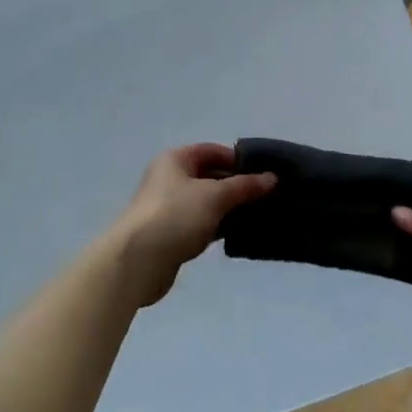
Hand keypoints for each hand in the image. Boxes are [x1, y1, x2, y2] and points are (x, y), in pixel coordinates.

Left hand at [109, 144, 275, 304]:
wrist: (138, 261)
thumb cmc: (176, 216)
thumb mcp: (215, 196)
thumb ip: (245, 186)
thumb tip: (272, 177)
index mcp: (175, 160)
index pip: (211, 151)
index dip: (238, 159)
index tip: (264, 172)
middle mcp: (169, 179)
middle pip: (209, 176)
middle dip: (237, 185)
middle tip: (268, 195)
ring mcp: (169, 208)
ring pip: (207, 202)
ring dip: (230, 208)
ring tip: (261, 214)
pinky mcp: (171, 234)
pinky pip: (201, 224)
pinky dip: (219, 226)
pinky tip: (239, 234)